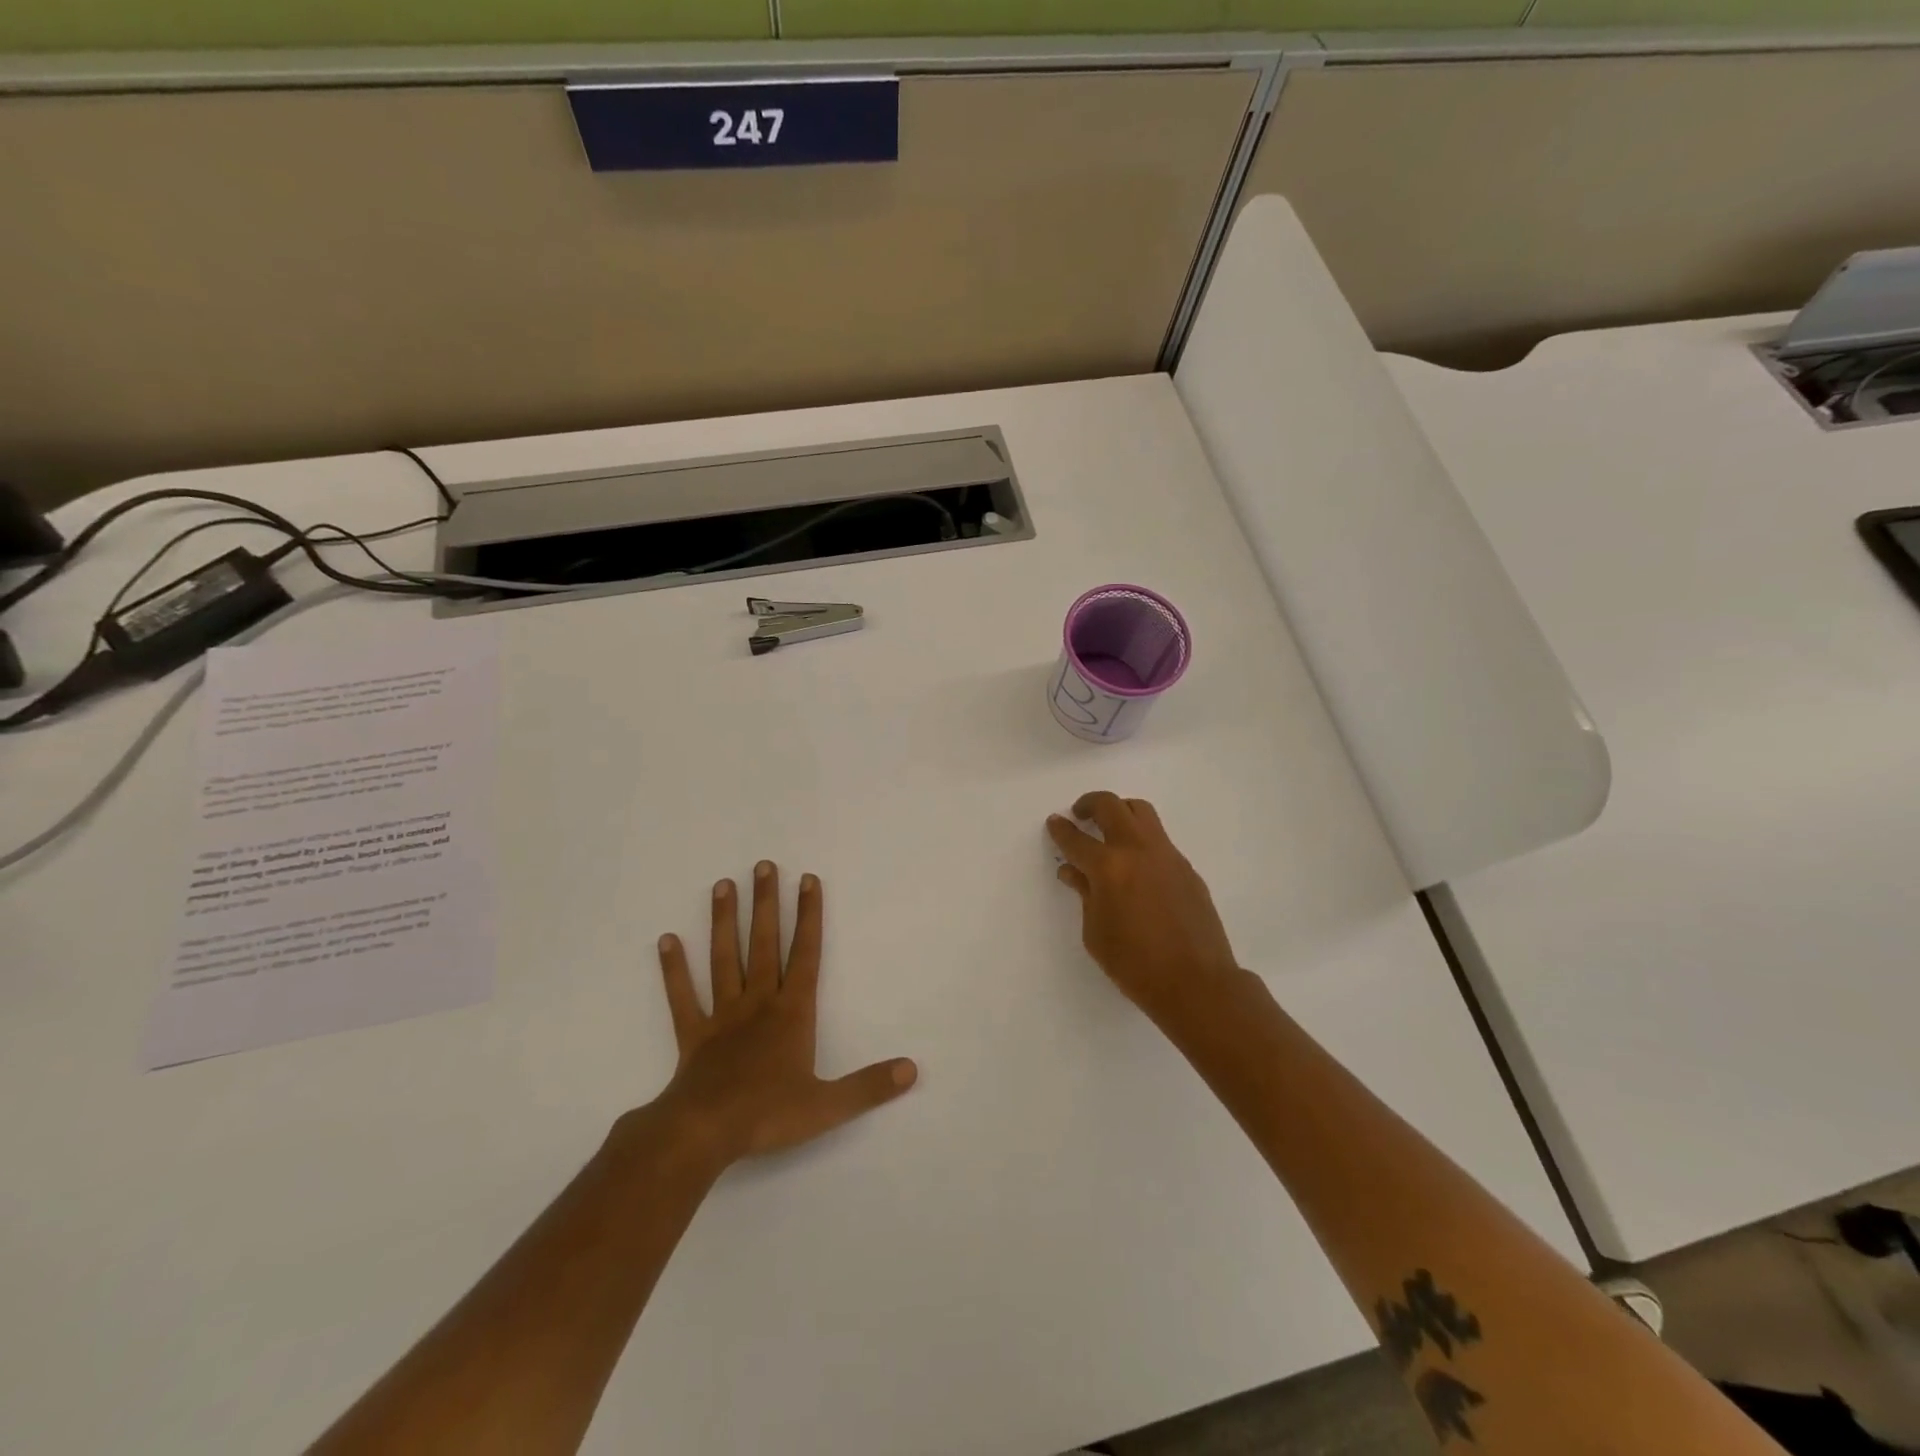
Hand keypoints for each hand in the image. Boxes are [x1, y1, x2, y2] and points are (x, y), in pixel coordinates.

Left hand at [652, 862, 916, 1164]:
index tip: (808, 880)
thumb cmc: (767, 1115)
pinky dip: (674, 969)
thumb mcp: (827, 1106)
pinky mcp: (693, 1034)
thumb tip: (912, 1070)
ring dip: (724, 922)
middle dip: (766, 904)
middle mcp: (758, 1003)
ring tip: (723, 885)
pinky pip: (683, 997)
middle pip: (764, 944)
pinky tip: (667, 940)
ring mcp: (722, 1016)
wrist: (703, 1133)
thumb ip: (869, 1086)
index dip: (809, 916)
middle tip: (763, 865)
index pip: (806, 954)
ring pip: (724, 959)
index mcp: (792, 1013)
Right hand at [1048, 792, 1247, 1025]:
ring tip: (1109, 829)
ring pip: (1141, 812)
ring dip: (1120, 812)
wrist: (1196, 982)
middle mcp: (1138, 850)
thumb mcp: (1096, 933)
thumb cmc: (1135, 965)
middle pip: (1111, 806)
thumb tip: (1074, 872)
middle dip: (1090, 804)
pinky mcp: (1187, 867)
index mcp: (1109, 867)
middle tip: (1080, 814)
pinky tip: (1136, 866)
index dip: (1061, 829)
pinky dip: (1141, 840)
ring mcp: (1167, 855)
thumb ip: (1085, 894)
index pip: (1076, 839)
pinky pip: (1159, 839)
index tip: (1054, 823)